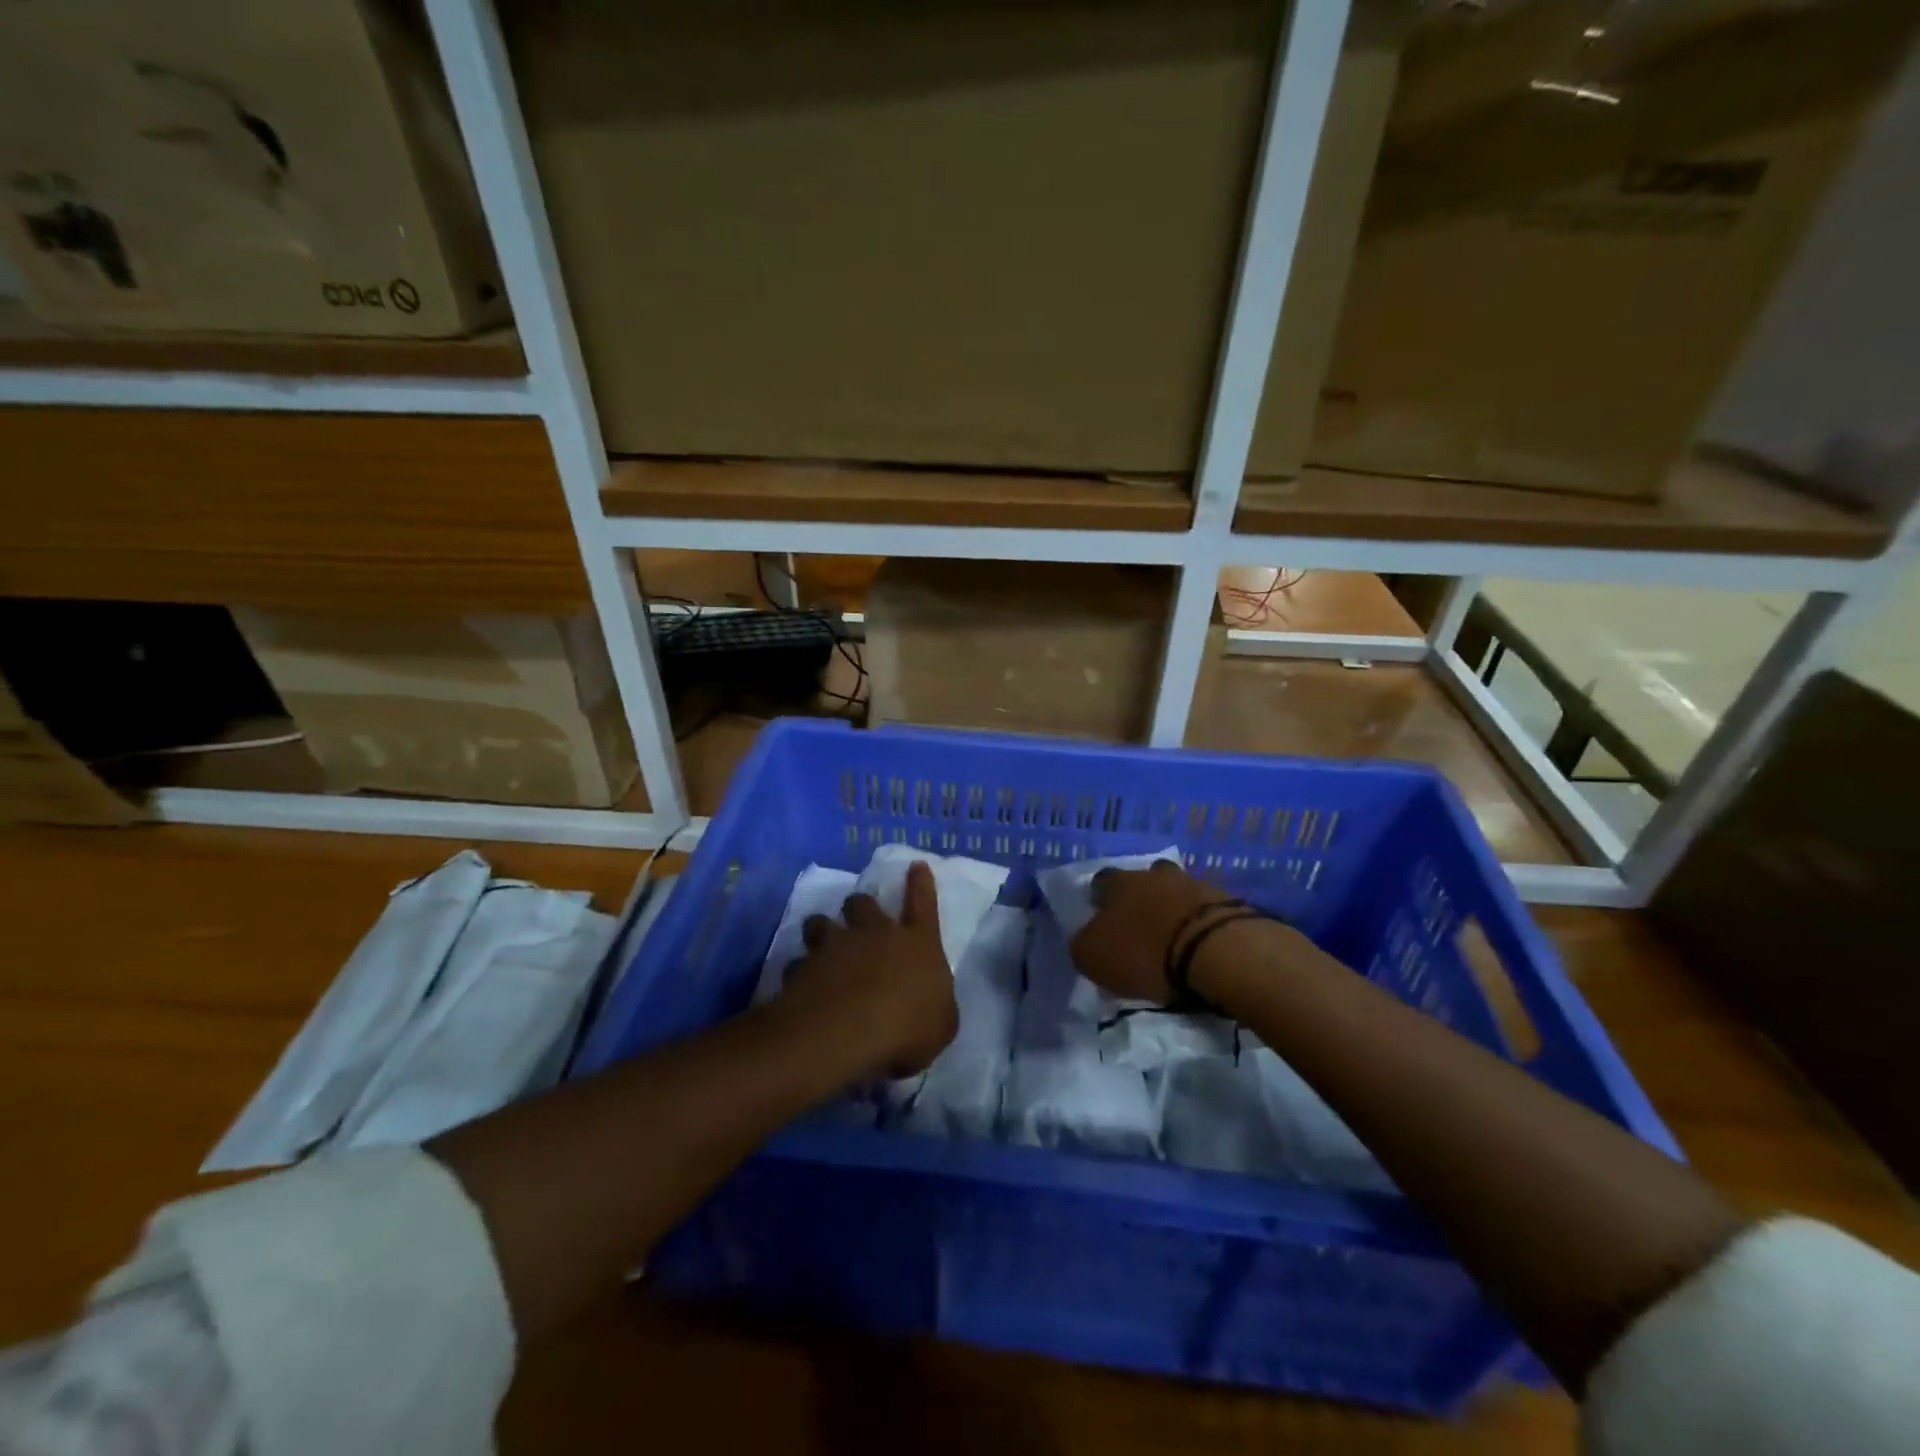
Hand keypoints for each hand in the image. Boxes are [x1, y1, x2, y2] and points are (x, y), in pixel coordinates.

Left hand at [779, 861, 957, 1078]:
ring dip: (820, 929)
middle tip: (856, 911)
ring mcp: (834, 947)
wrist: (846, 1033)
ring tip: (819, 940)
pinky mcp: (802, 969)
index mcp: (917, 943)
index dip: (920, 883)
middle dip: (859, 905)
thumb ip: (935, 1007)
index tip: (915, 865)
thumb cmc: (908, 1027)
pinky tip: (798, 985)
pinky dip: (798, 972)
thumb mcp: (941, 1025)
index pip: (923, 903)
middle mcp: (874, 934)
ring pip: (821, 923)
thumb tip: (929, 1005)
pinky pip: (797, 964)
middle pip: (863, 903)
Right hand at [1069, 859, 1236, 1003]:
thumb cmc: (1146, 952)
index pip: (1101, 881)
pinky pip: (1206, 909)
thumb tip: (1086, 939)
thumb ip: (1084, 943)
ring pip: (1178, 890)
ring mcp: (1195, 884)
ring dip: (1174, 909)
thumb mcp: (1094, 957)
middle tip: (1142, 925)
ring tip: (1175, 937)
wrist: (1216, 952)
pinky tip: (1200, 944)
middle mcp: (1155, 874)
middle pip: (1144, 879)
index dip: (1100, 899)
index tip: (1102, 918)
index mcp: (1120, 883)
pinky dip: (1201, 923)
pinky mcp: (1228, 902)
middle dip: (1142, 897)